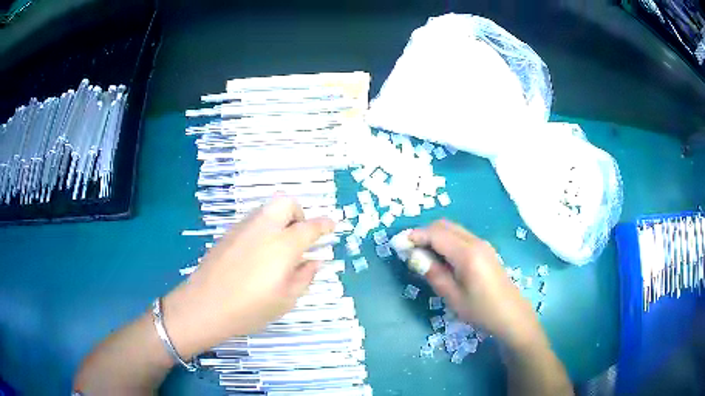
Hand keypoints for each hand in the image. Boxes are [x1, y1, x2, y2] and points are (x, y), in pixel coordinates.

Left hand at [162, 197, 334, 358]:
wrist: (204, 305)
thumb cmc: (249, 308)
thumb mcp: (286, 300)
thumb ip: (304, 277)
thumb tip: (314, 261)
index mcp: (283, 245)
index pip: (310, 227)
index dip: (324, 224)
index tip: (331, 225)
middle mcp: (263, 228)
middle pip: (285, 203)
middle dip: (298, 213)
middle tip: (298, 236)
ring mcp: (242, 228)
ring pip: (267, 210)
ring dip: (279, 220)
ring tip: (277, 248)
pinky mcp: (227, 234)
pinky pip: (252, 221)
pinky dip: (262, 228)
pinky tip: (257, 253)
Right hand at [409, 220, 542, 348]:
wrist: (511, 315)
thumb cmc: (481, 310)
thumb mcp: (453, 296)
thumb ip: (433, 273)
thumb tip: (413, 256)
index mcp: (467, 254)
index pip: (435, 234)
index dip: (414, 236)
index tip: (397, 244)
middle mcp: (475, 242)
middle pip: (444, 225)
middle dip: (423, 232)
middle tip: (407, 250)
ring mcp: (482, 244)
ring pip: (452, 229)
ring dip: (434, 235)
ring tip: (421, 254)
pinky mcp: (485, 250)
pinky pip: (460, 236)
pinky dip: (445, 240)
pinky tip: (440, 257)